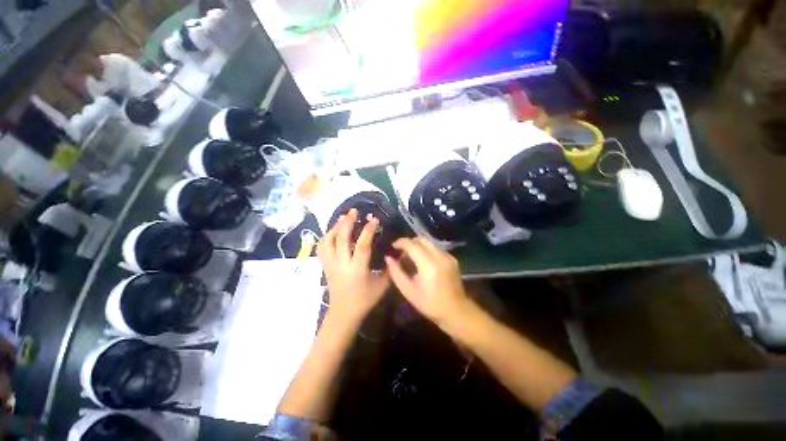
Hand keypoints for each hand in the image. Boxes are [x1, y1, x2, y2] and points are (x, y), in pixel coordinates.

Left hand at [317, 209, 389, 325]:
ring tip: (343, 217)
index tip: (374, 220)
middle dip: (347, 222)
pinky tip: (334, 231)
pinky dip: (327, 235)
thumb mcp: (383, 286)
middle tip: (354, 211)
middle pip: (341, 239)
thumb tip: (396, 252)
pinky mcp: (325, 265)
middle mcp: (341, 264)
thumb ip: (390, 268)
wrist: (343, 312)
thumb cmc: (365, 300)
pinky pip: (322, 247)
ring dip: (335, 226)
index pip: (362, 246)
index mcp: (357, 270)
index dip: (368, 231)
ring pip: (328, 241)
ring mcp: (330, 264)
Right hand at [385, 238, 472, 330]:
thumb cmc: (430, 304)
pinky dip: (426, 250)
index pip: (412, 245)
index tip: (392, 246)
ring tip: (410, 257)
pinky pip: (436, 248)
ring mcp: (448, 256)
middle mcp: (440, 256)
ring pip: (429, 243)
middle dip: (409, 242)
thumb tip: (388, 258)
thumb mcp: (408, 291)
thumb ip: (396, 273)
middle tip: (401, 251)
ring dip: (418, 246)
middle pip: (422, 239)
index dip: (401, 242)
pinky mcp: (452, 259)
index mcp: (429, 265)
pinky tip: (422, 262)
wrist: (456, 311)